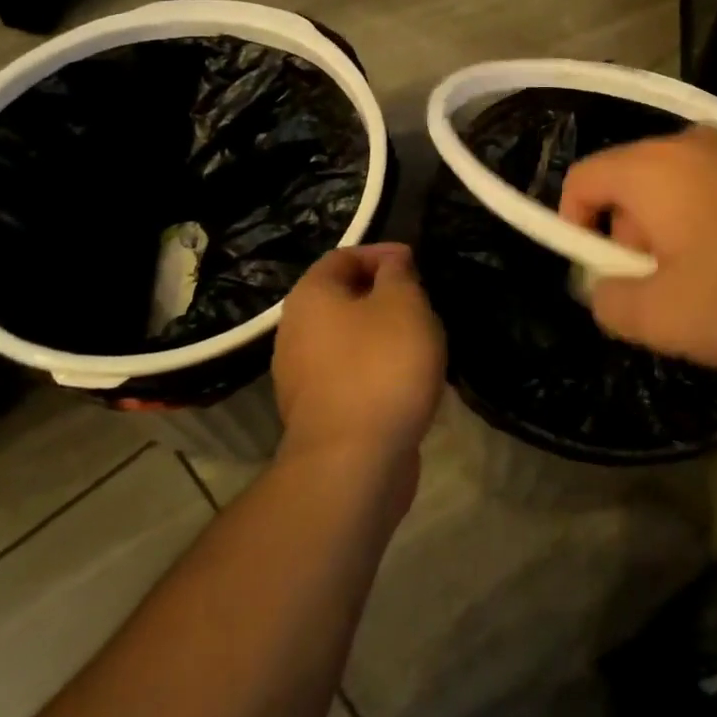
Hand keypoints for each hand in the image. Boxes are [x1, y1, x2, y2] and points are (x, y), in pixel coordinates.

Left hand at [272, 244, 445, 470]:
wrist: (353, 462)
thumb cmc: (381, 366)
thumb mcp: (403, 304)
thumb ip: (398, 274)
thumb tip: (392, 262)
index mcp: (310, 296)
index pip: (343, 256)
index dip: (381, 253)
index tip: (417, 264)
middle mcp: (294, 332)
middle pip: (342, 298)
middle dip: (384, 295)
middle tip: (422, 302)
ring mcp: (301, 377)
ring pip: (348, 339)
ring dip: (382, 335)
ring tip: (421, 341)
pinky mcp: (318, 413)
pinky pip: (350, 375)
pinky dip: (376, 369)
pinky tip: (406, 381)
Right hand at [558, 127, 716, 373]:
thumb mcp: (667, 318)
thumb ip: (610, 304)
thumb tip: (604, 288)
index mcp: (653, 166)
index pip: (582, 178)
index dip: (573, 227)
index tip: (602, 277)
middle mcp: (691, 141)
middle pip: (632, 186)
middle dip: (633, 242)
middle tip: (666, 293)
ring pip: (679, 192)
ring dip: (677, 239)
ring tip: (715, 289)